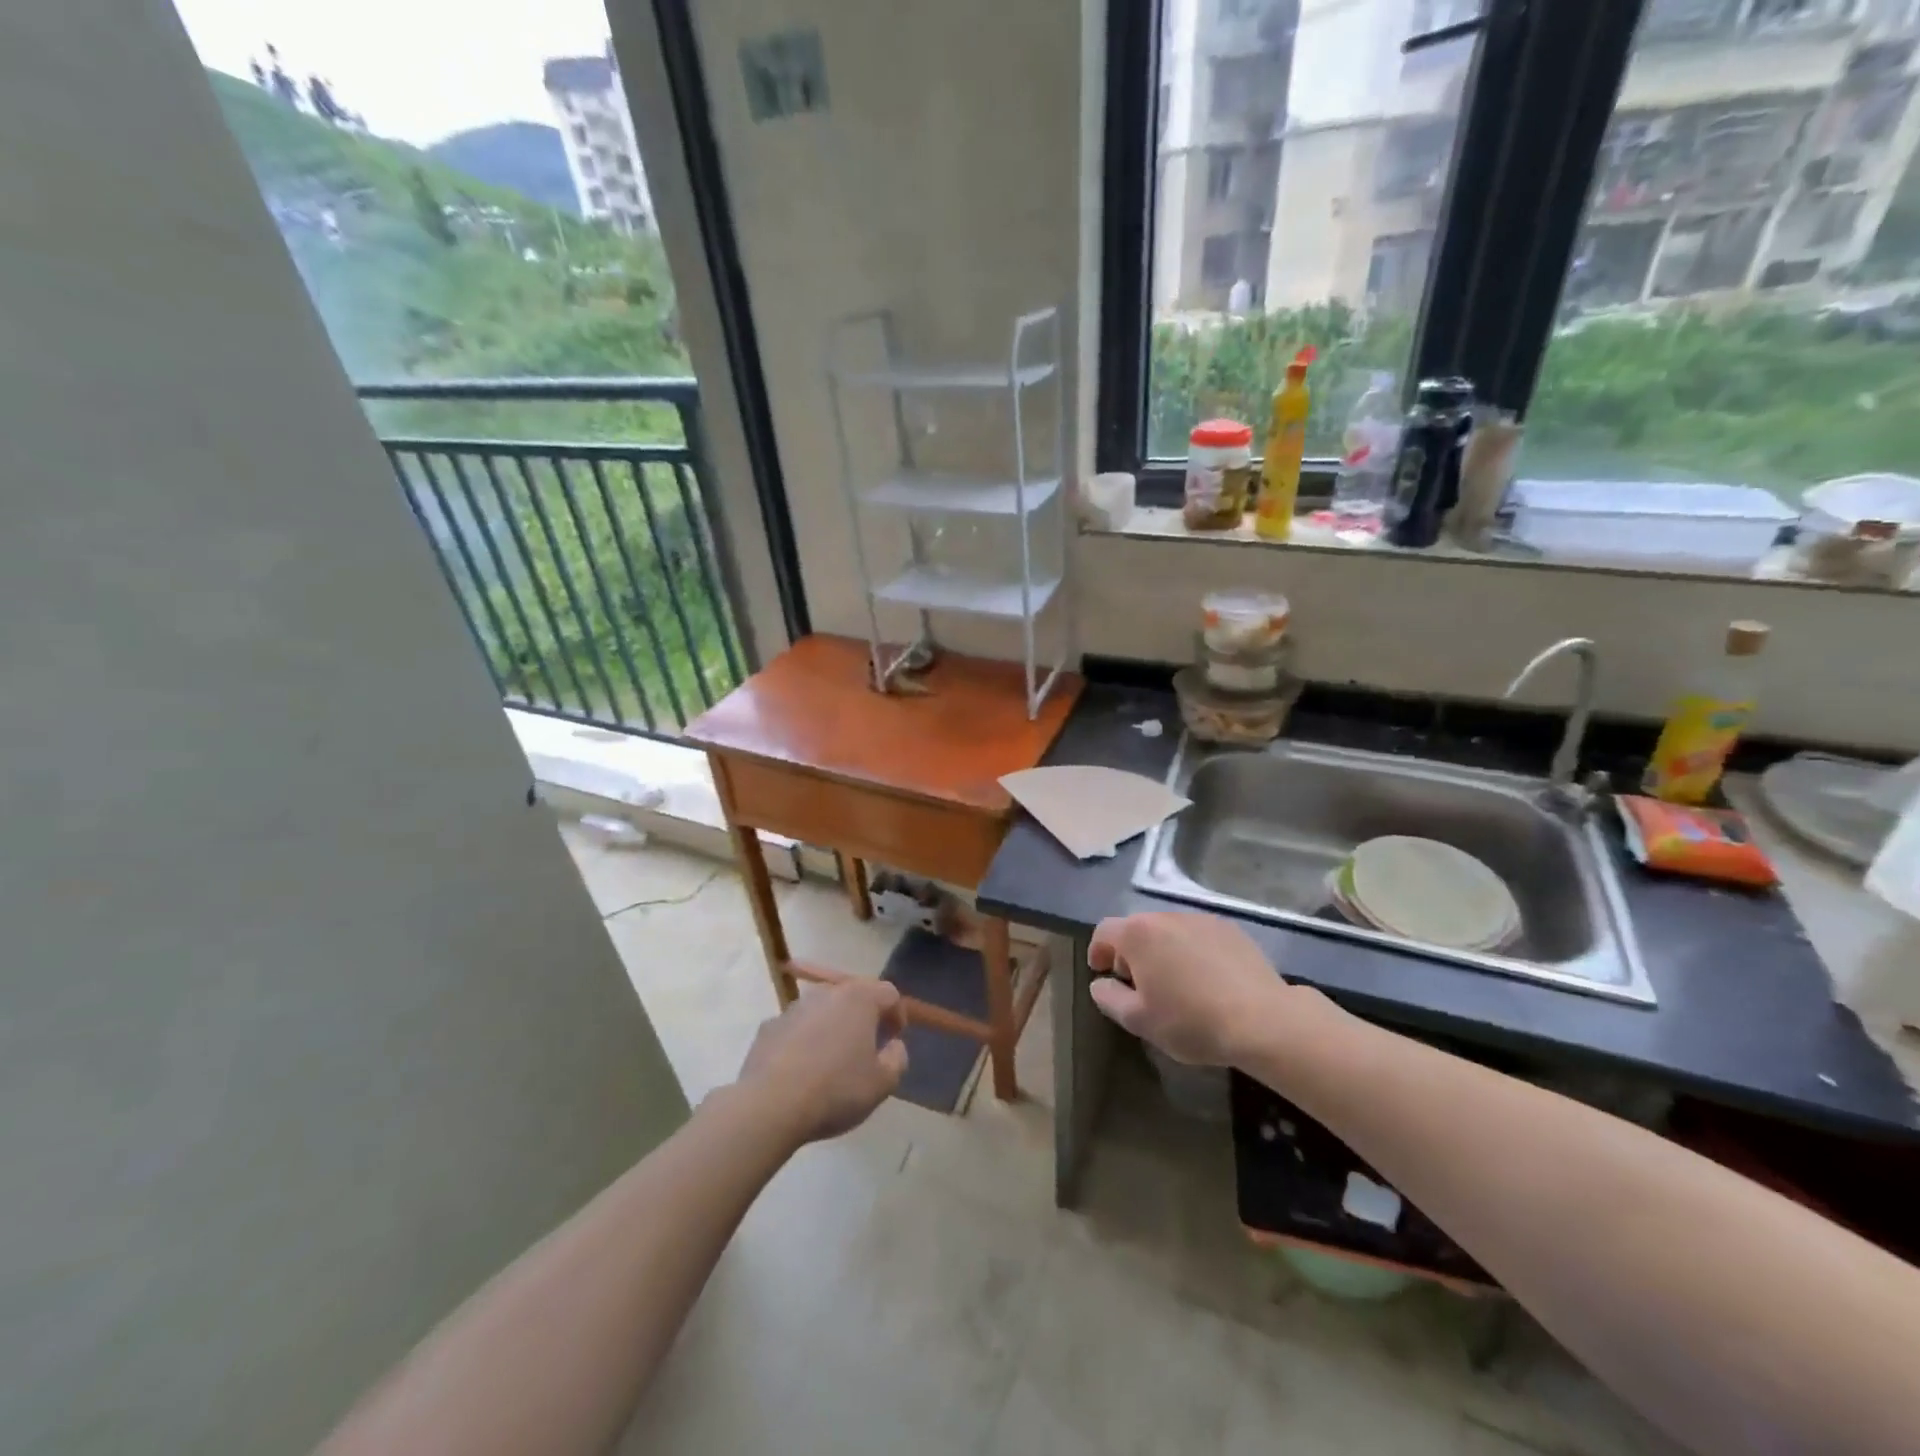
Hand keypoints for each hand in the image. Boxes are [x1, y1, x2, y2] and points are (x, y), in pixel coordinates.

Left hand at [734, 979, 909, 1143]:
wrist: (769, 1105)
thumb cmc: (836, 1090)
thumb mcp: (882, 1084)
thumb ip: (897, 1059)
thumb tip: (893, 1045)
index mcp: (859, 998)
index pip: (889, 993)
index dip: (897, 1014)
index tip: (894, 1039)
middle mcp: (826, 992)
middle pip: (853, 996)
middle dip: (863, 1017)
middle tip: (867, 1047)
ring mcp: (794, 1008)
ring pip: (822, 1011)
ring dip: (832, 1027)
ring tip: (832, 1061)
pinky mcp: (768, 1027)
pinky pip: (796, 1029)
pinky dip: (803, 1041)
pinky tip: (801, 1070)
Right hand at [1088, 911, 1285, 1066]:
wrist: (1262, 1020)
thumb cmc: (1191, 1021)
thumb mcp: (1139, 1021)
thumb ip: (1109, 998)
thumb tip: (1100, 983)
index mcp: (1138, 934)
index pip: (1104, 931)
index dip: (1098, 951)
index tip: (1103, 973)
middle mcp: (1166, 917)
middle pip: (1137, 928)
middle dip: (1131, 952)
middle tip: (1139, 984)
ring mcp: (1201, 919)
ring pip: (1169, 931)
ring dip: (1163, 951)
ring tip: (1175, 983)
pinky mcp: (1230, 929)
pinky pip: (1198, 936)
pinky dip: (1192, 951)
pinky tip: (1206, 980)